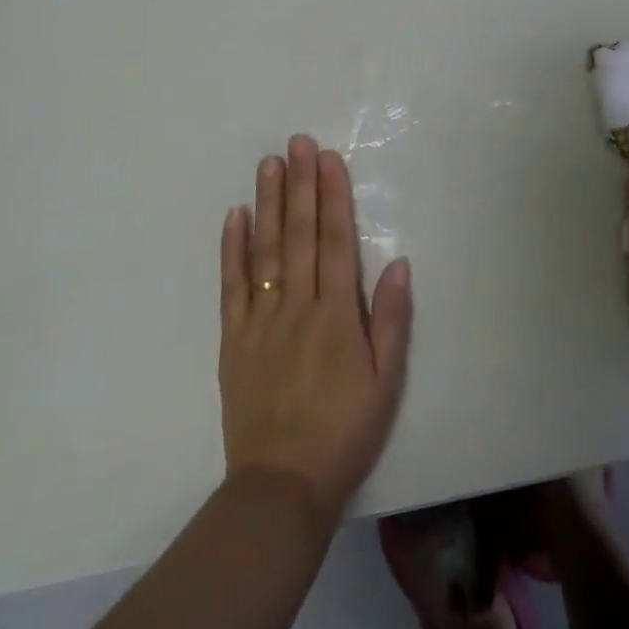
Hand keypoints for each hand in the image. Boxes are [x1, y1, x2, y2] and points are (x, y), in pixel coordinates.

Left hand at [219, 135, 412, 517]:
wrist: (282, 486)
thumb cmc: (345, 431)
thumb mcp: (386, 381)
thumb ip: (391, 319)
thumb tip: (398, 262)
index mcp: (336, 315)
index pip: (335, 242)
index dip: (332, 197)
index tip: (328, 159)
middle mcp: (297, 306)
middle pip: (298, 235)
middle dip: (300, 185)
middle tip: (297, 142)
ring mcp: (260, 321)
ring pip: (264, 250)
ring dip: (267, 203)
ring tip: (269, 164)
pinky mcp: (233, 340)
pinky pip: (231, 287)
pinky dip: (232, 249)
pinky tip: (234, 216)